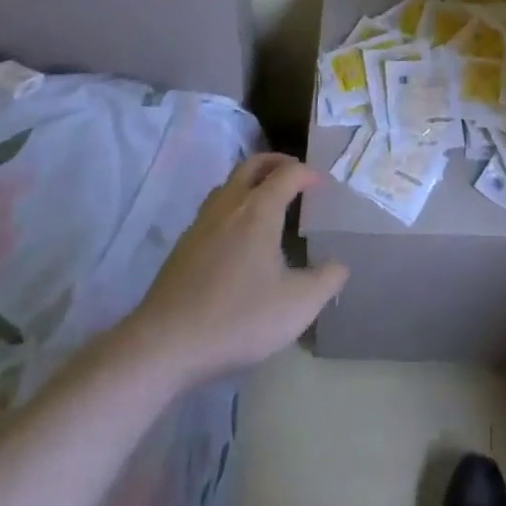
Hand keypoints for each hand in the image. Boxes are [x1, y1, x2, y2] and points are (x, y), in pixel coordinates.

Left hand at [114, 154, 346, 389]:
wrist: (165, 343)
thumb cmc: (238, 318)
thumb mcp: (297, 306)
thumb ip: (326, 281)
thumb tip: (340, 264)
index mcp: (259, 210)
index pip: (287, 173)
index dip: (307, 173)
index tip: (321, 184)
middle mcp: (230, 205)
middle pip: (252, 164)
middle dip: (276, 162)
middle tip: (294, 174)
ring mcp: (202, 222)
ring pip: (229, 184)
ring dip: (251, 181)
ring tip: (266, 199)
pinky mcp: (183, 244)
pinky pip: (214, 208)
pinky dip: (232, 204)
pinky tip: (236, 236)